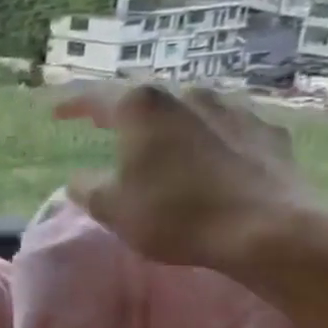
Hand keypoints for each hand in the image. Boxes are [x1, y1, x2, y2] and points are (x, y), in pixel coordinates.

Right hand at [53, 84, 313, 270]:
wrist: (270, 232)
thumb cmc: (176, 214)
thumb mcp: (111, 207)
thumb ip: (87, 187)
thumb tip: (82, 179)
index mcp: (143, 107)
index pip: (95, 96)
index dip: (72, 104)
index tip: (57, 112)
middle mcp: (188, 95)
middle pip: (146, 98)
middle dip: (123, 111)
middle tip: (106, 124)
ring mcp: (234, 110)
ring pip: (189, 109)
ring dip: (169, 122)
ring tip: (159, 141)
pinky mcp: (269, 133)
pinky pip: (226, 128)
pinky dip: (209, 138)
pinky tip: (208, 156)